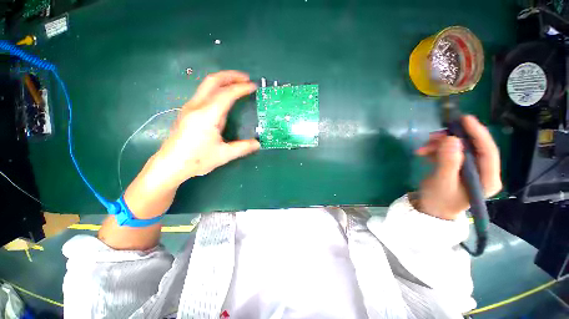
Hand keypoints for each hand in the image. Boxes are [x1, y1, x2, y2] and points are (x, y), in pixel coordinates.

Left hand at [152, 70, 259, 186]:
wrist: (170, 165)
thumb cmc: (196, 159)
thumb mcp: (224, 155)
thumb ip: (243, 147)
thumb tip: (258, 144)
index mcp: (207, 115)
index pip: (227, 94)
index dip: (241, 88)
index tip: (253, 86)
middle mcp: (197, 106)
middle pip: (213, 80)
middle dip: (231, 76)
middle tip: (246, 78)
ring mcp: (190, 107)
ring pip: (206, 85)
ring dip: (223, 80)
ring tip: (237, 84)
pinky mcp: (187, 111)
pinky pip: (204, 93)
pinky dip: (217, 89)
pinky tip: (224, 97)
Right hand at [413, 115, 501, 219]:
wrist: (430, 209)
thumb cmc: (438, 200)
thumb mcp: (442, 182)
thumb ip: (448, 162)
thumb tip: (452, 139)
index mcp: (487, 179)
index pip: (488, 152)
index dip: (478, 133)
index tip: (465, 119)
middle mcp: (483, 171)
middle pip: (473, 147)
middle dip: (452, 139)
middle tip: (433, 136)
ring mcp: (471, 168)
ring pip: (459, 147)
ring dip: (440, 144)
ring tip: (423, 148)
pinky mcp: (459, 167)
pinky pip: (450, 152)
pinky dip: (436, 150)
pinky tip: (424, 153)